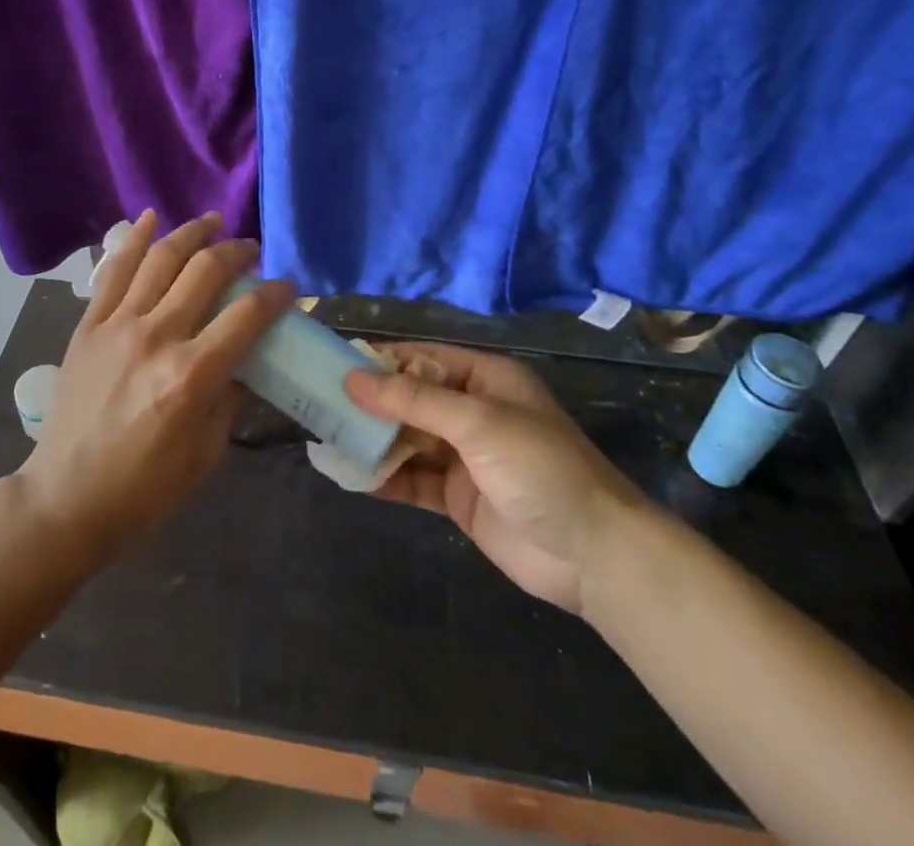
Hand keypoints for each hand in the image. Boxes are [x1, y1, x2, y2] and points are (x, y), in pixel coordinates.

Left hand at [17, 211, 295, 565]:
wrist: (67, 498)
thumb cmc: (145, 488)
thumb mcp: (207, 452)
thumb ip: (231, 395)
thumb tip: (247, 356)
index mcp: (192, 375)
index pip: (246, 315)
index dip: (275, 295)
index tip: (288, 287)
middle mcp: (156, 337)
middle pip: (204, 271)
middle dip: (236, 252)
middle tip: (250, 249)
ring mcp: (117, 325)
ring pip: (160, 259)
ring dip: (191, 233)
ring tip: (213, 221)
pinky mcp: (88, 325)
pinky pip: (113, 271)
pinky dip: (134, 240)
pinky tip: (152, 218)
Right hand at [343, 342, 646, 612]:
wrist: (592, 554)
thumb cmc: (539, 467)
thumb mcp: (476, 422)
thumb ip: (413, 401)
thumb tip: (353, 379)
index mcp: (484, 379)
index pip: (422, 359)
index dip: (382, 360)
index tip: (336, 364)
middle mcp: (472, 411)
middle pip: (411, 399)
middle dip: (371, 402)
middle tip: (321, 402)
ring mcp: (464, 456)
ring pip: (407, 439)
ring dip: (373, 440)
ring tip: (327, 436)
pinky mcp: (458, 496)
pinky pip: (412, 479)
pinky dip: (384, 477)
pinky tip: (351, 476)